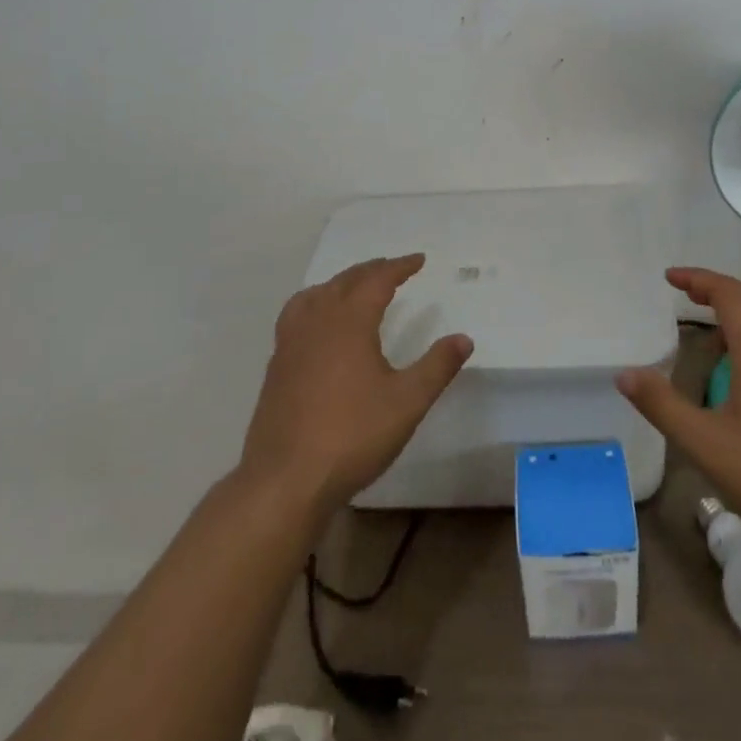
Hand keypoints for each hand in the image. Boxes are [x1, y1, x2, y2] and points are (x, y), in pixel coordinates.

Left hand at [239, 254, 472, 517]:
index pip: (377, 280)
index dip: (399, 267)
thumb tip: (464, 338)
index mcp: (349, 322)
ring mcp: (290, 344)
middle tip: (391, 268)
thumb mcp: (407, 402)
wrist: (285, 480)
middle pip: (344, 282)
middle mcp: (317, 322)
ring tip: (353, 288)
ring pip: (315, 295)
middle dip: (370, 271)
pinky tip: (319, 328)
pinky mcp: (276, 367)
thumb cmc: (352, 435)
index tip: (418, 260)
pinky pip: (296, 317)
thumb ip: (437, 367)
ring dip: (338, 284)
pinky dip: (314, 305)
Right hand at [617, 267, 740, 548]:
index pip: (730, 294)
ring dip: (738, 308)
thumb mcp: (706, 445)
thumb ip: (663, 406)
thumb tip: (625, 374)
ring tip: (708, 322)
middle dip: (718, 288)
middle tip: (685, 293)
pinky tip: (739, 365)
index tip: (670, 277)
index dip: (699, 279)